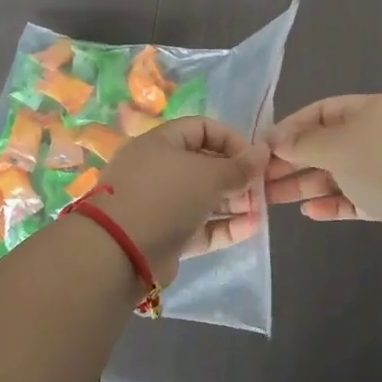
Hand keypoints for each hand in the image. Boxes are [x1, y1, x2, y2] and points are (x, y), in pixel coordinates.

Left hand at [88, 118, 267, 285]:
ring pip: (203, 198)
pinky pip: (199, 226)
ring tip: (260, 210)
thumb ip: (239, 166)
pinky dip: (224, 226)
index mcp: (161, 142)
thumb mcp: (208, 175)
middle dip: (236, 176)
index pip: (202, 128)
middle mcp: (158, 169)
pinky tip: (251, 229)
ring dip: (234, 203)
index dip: (231, 139)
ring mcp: (160, 204)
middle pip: (205, 165)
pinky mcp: (164, 235)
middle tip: (262, 188)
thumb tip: (263, 151)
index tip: (255, 158)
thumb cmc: (165, 197)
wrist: (118, 253)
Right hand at [265, 94, 381, 262]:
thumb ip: (303, 144)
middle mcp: (378, 135)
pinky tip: (308, 213)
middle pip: (328, 144)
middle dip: (294, 160)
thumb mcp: (337, 147)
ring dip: (307, 184)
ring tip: (272, 199)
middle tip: (261, 178)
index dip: (291, 127)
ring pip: (338, 173)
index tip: (263, 147)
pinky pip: (354, 198)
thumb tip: (277, 140)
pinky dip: (332, 203)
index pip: (321, 111)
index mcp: (369, 110)